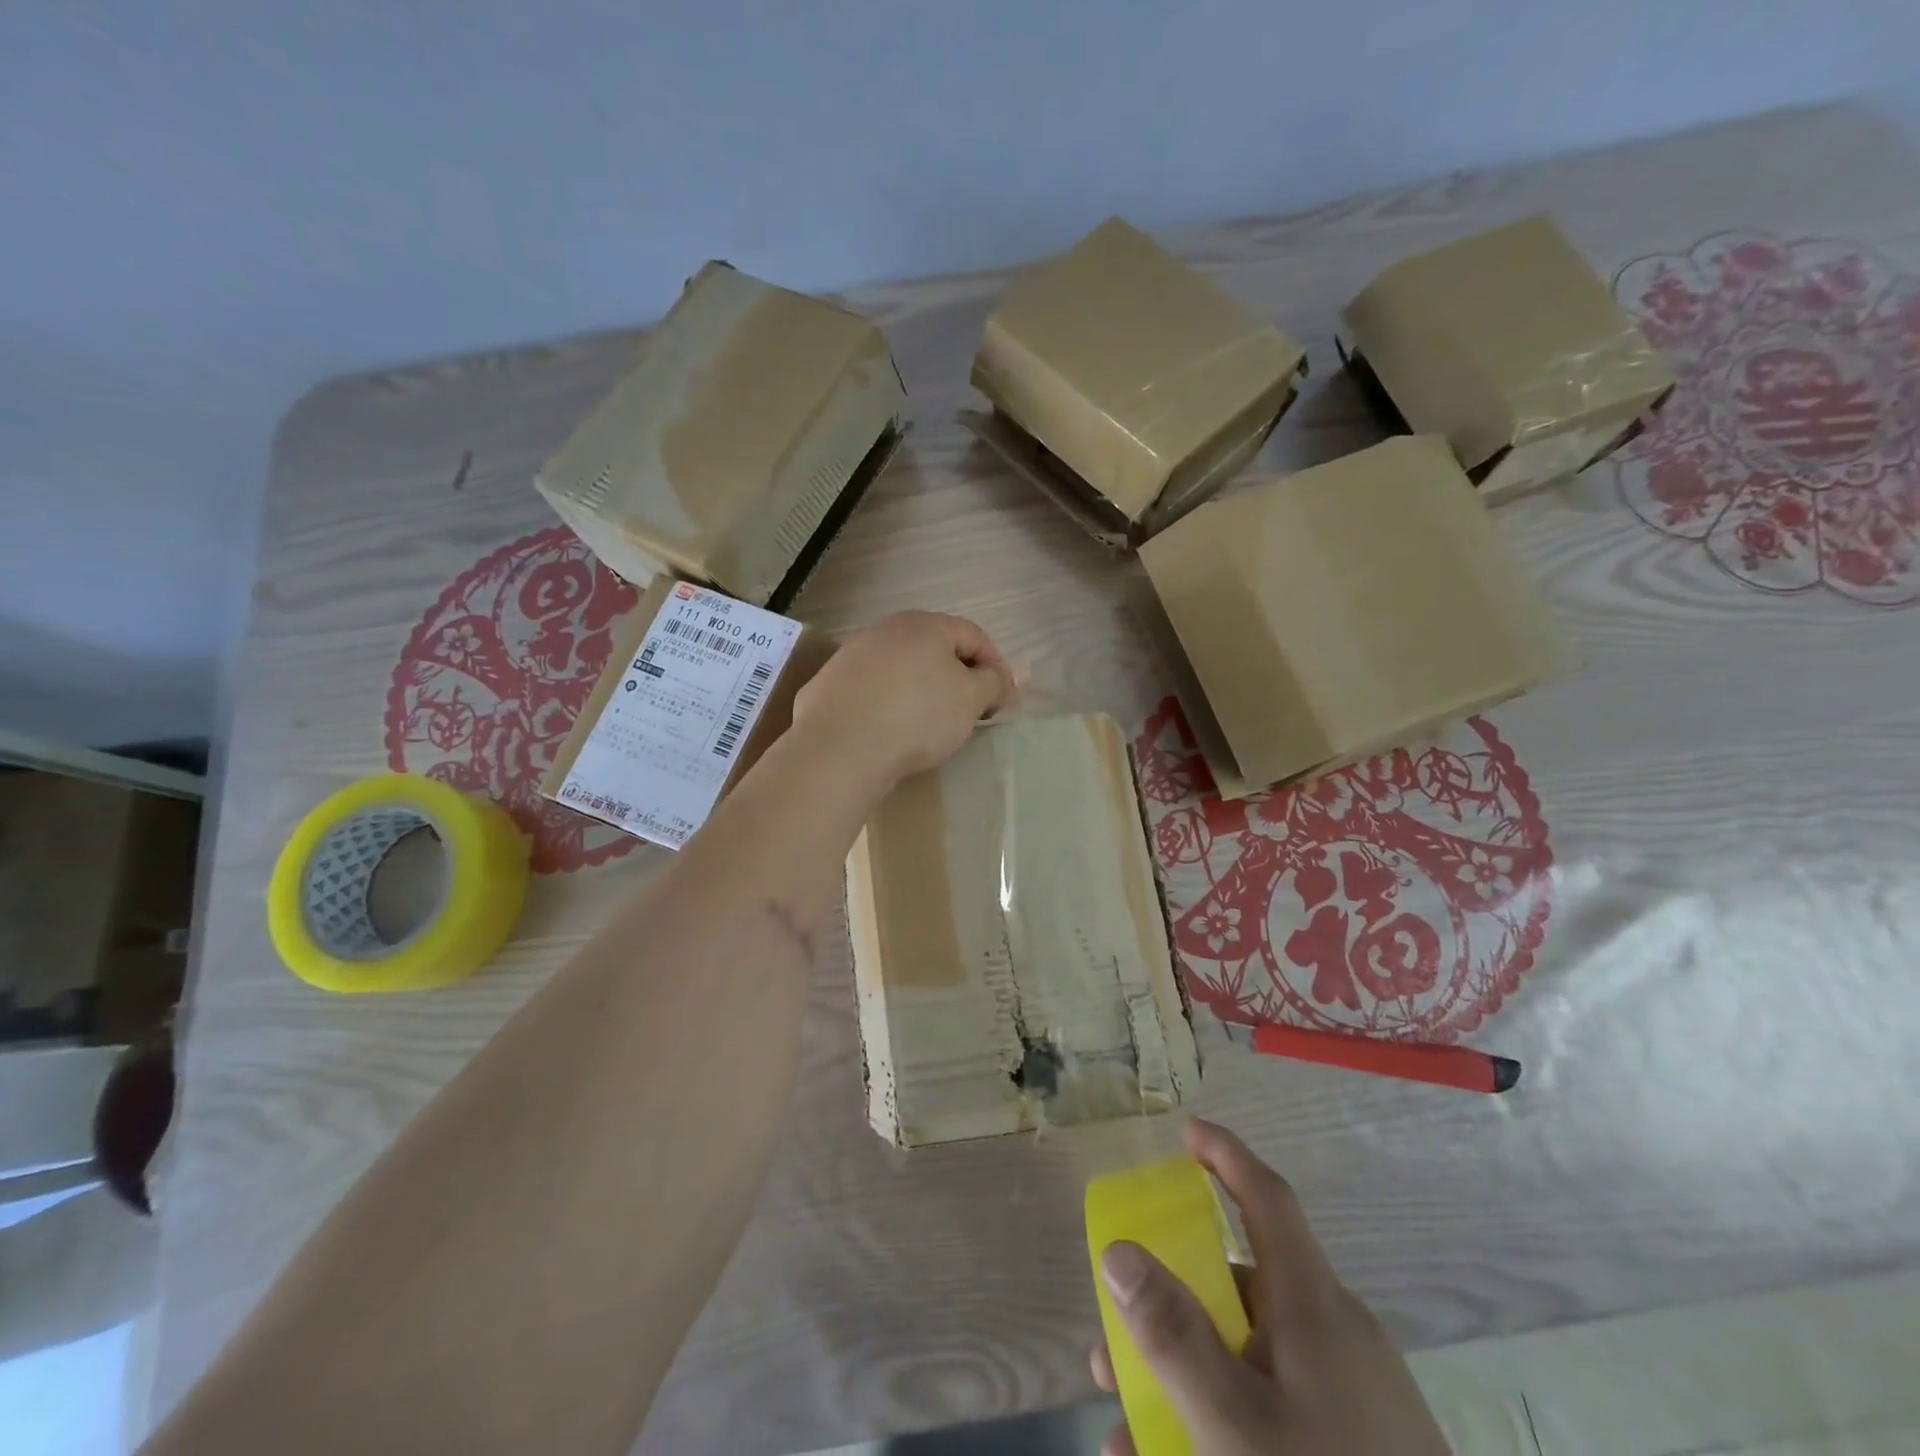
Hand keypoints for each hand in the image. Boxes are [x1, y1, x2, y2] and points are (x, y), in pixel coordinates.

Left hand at [791, 611, 1014, 787]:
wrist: (840, 748)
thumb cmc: (917, 716)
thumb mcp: (971, 699)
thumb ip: (994, 682)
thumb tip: (999, 678)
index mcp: (924, 624)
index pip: (973, 635)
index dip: (995, 666)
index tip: (1002, 701)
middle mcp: (885, 629)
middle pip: (934, 648)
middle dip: (957, 676)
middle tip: (969, 711)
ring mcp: (852, 654)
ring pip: (900, 668)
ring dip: (921, 689)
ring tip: (929, 723)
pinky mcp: (829, 684)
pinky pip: (872, 689)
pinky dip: (888, 703)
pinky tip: (890, 730)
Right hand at [1092, 1119, 1448, 1455]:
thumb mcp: (1236, 1425)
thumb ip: (1173, 1335)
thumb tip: (1117, 1250)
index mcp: (1313, 1305)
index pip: (1266, 1197)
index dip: (1226, 1154)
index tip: (1186, 1130)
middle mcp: (1333, 1333)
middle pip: (1240, 1289)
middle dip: (1173, 1307)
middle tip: (1116, 1339)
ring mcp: (1351, 1395)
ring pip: (1249, 1359)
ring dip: (1186, 1381)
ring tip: (1127, 1436)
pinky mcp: (1358, 1444)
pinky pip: (1275, 1409)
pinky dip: (1224, 1423)